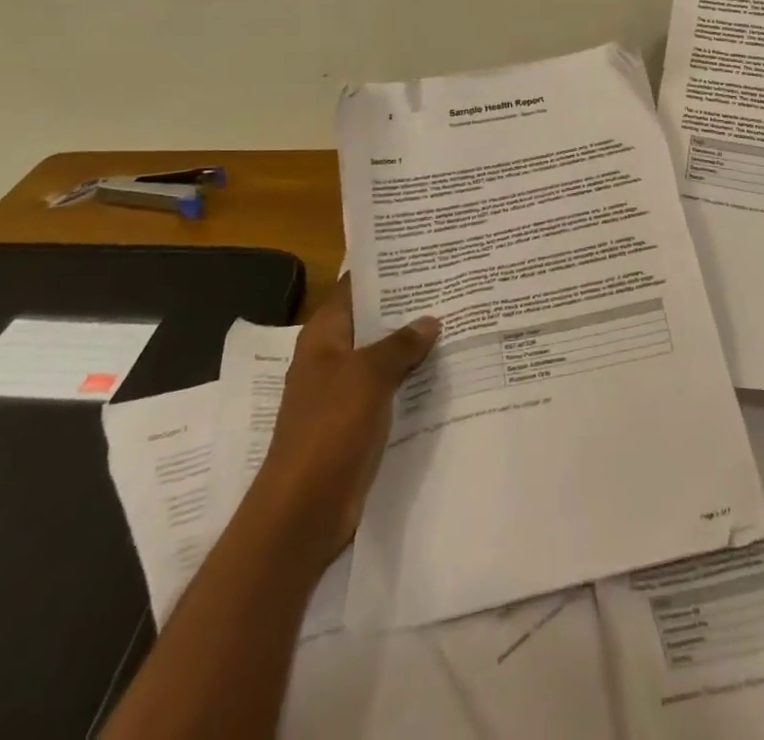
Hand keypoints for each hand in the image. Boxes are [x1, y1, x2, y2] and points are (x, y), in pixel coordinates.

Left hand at [259, 275, 439, 559]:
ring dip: (413, 345)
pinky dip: (412, 379)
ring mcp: (344, 392)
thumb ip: (400, 344)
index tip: (422, 253)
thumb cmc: (330, 429)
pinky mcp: (357, 423)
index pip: (354, 288)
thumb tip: (430, 320)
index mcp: (324, 336)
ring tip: (458, 320)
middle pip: (372, 322)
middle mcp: (331, 358)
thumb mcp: (369, 375)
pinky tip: (446, 371)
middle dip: (407, 307)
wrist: (304, 510)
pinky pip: (390, 390)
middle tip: (452, 284)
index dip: (384, 270)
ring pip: (384, 357)